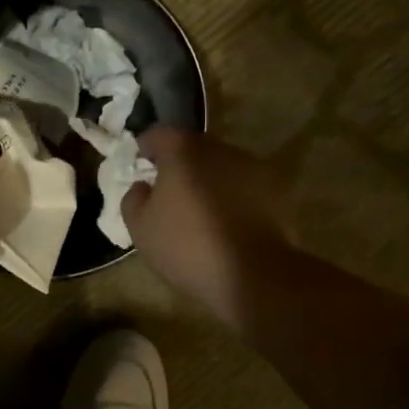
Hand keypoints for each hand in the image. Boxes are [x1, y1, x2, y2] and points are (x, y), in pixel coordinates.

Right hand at [122, 128, 295, 325]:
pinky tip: (227, 221)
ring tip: (200, 208)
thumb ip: (134, 198)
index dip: (146, 147)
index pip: (159, 134)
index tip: (141, 164)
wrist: (253, 274)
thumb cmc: (187, 246)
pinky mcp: (274, 190)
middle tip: (168, 190)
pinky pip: (243, 185)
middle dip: (179, 163)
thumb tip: (142, 186)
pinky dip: (232, 196)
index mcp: (182, 150)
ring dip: (208, 179)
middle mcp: (218, 149)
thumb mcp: (140, 228)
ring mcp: (250, 167)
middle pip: (193, 147)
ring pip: (220, 165)